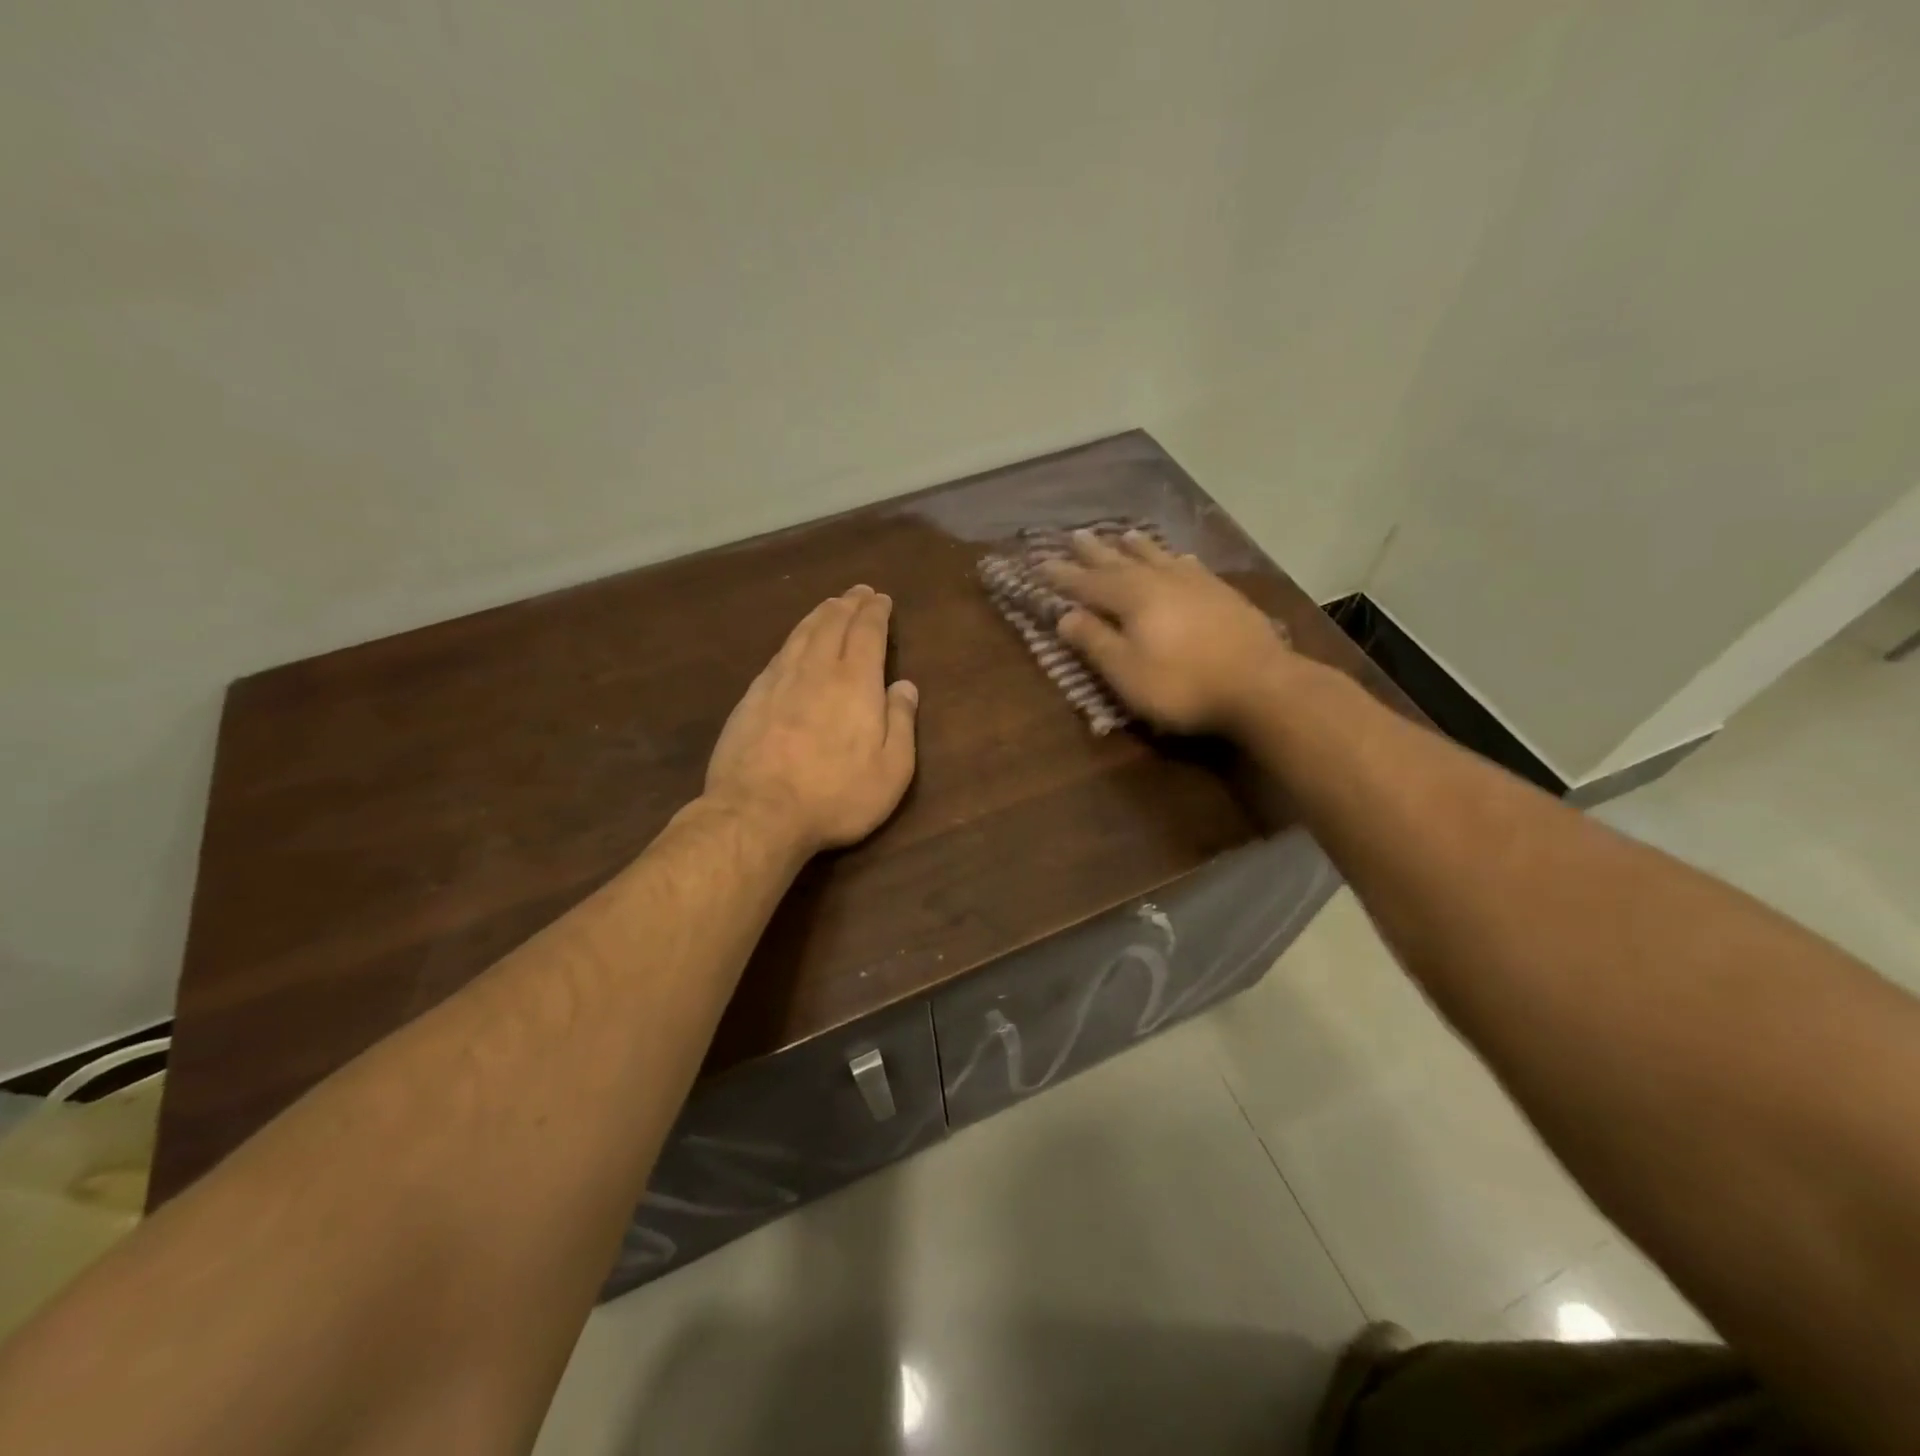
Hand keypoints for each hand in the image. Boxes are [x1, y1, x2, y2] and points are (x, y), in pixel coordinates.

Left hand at [704, 585, 919, 853]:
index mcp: (855, 682)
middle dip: (848, 604)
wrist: (758, 813)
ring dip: (819, 615)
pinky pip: (778, 655)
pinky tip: (794, 643)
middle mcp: (816, 670)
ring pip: (801, 634)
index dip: (875, 612)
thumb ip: (901, 723)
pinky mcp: (751, 699)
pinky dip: (793, 639)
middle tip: (858, 592)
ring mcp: (778, 682)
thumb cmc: (835, 796)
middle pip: (832, 624)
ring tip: (830, 605)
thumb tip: (905, 685)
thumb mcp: (891, 770)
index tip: (881, 599)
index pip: (866, 632)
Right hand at [1041, 531, 1296, 734]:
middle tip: (1075, 535)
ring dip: (1137, 547)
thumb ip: (1094, 642)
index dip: (1062, 575)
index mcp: (1132, 598)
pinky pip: (1191, 567)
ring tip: (1123, 533)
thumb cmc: (1182, 684)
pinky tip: (1179, 558)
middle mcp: (1160, 581)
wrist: (1259, 685)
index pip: (1088, 583)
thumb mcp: (1126, 672)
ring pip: (1158, 558)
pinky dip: (1176, 559)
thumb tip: (1064, 616)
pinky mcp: (1223, 595)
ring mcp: (1195, 584)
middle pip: (1120, 562)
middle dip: (1095, 552)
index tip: (1040, 562)